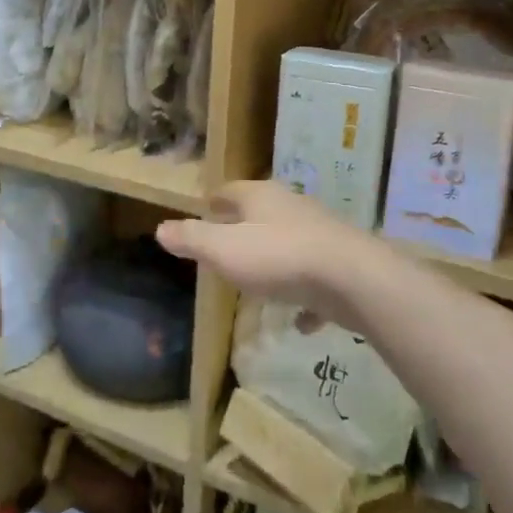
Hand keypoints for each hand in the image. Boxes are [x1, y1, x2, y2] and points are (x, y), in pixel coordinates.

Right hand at [155, 181, 383, 322]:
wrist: (352, 279)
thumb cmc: (278, 257)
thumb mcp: (224, 250)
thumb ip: (192, 240)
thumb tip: (160, 228)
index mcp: (262, 198)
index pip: (232, 190)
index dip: (216, 199)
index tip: (206, 206)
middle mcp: (293, 208)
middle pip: (264, 212)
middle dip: (246, 225)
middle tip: (227, 241)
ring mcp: (321, 235)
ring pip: (291, 243)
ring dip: (275, 258)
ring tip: (260, 278)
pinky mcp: (341, 265)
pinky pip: (316, 280)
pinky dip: (306, 297)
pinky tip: (301, 321)